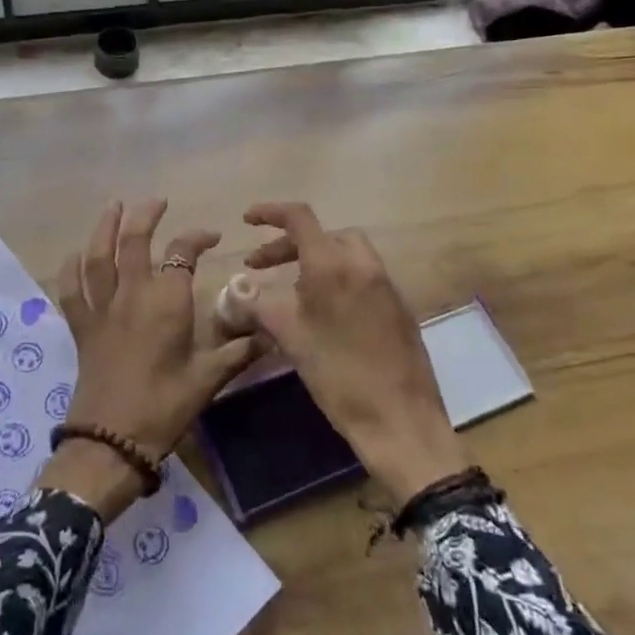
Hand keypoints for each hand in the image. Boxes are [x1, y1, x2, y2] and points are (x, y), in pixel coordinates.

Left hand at [40, 199, 255, 519]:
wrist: (112, 439)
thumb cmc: (165, 406)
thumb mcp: (209, 378)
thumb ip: (239, 351)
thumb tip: (272, 333)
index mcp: (167, 303)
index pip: (182, 254)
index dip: (196, 238)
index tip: (211, 237)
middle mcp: (132, 295)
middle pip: (134, 242)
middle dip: (145, 216)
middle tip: (156, 202)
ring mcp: (102, 309)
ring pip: (97, 257)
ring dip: (104, 228)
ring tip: (112, 206)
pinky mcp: (81, 327)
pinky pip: (70, 290)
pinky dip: (69, 269)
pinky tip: (73, 255)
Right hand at [242, 201, 469, 506]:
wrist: (400, 421)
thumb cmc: (339, 375)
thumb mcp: (290, 337)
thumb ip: (258, 305)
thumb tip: (233, 290)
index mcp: (333, 266)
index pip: (300, 219)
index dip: (270, 213)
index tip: (247, 219)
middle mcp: (363, 265)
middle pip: (324, 235)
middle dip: (289, 244)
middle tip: (262, 266)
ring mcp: (385, 286)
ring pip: (345, 254)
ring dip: (314, 261)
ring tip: (290, 290)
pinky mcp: (398, 307)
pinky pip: (361, 276)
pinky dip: (336, 278)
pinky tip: (322, 313)